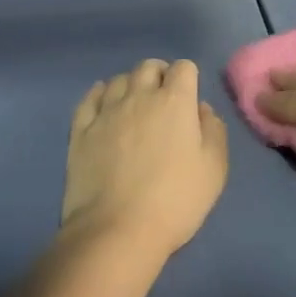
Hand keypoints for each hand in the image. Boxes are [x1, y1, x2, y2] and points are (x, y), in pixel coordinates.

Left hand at [64, 59, 228, 259]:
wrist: (117, 230)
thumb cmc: (175, 200)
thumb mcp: (214, 169)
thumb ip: (214, 131)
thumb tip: (201, 110)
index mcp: (175, 102)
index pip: (183, 67)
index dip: (188, 78)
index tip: (189, 99)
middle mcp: (139, 97)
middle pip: (148, 66)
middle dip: (159, 75)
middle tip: (163, 99)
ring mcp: (106, 112)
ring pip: (118, 79)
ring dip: (130, 85)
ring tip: (134, 105)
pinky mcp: (81, 130)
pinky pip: (89, 98)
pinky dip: (99, 95)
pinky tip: (103, 104)